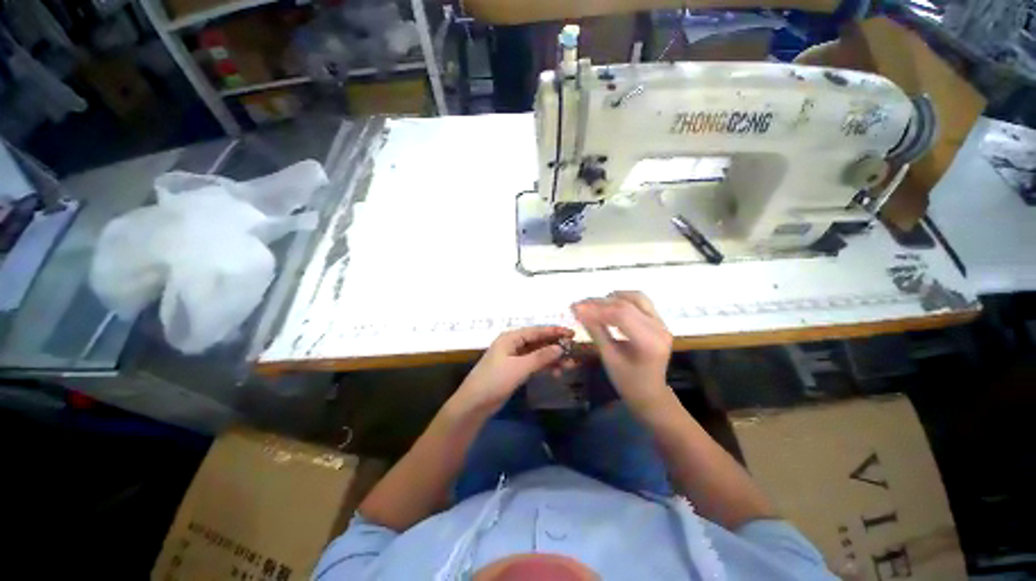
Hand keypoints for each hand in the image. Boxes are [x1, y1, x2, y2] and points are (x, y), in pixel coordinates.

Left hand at [449, 326, 574, 416]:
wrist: (475, 403)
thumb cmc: (495, 380)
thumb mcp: (519, 367)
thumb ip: (541, 357)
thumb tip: (560, 347)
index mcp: (511, 338)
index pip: (536, 331)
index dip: (555, 331)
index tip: (572, 333)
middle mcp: (513, 344)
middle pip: (538, 341)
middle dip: (555, 346)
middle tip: (574, 351)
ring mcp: (514, 357)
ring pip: (537, 354)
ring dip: (552, 358)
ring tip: (569, 365)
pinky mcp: (515, 370)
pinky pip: (534, 364)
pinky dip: (544, 367)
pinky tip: (556, 373)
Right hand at [572, 291, 672, 413]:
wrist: (650, 393)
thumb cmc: (627, 381)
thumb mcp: (609, 357)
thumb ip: (595, 331)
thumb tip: (579, 310)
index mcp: (649, 343)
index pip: (621, 315)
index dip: (596, 308)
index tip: (574, 307)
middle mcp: (659, 329)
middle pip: (627, 304)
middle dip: (599, 302)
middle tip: (579, 305)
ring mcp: (662, 324)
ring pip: (636, 297)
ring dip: (612, 298)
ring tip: (593, 305)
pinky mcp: (659, 322)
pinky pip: (641, 302)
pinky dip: (623, 300)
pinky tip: (608, 306)